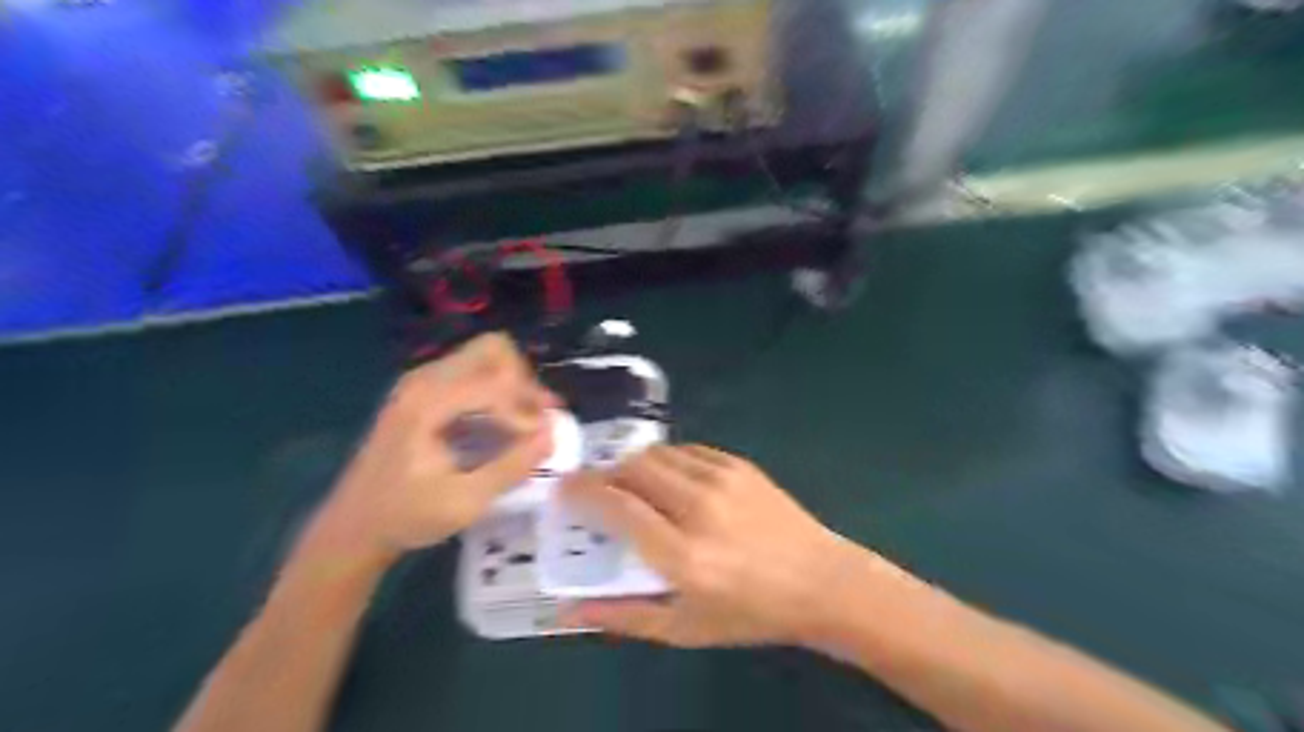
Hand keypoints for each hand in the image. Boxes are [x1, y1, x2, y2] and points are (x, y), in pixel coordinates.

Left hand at [320, 335, 561, 568]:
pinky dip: (496, 390)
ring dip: (513, 384)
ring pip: (484, 357)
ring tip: (528, 421)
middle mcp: (424, 379)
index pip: (496, 381)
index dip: (526, 409)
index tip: (539, 440)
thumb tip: (551, 436)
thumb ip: (511, 467)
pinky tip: (504, 424)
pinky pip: (471, 371)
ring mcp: (421, 381)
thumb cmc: (405, 516)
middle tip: (538, 417)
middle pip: (493, 350)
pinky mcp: (422, 391)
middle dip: (524, 381)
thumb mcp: (463, 502)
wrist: (353, 526)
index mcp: (428, 402)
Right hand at [556, 446, 869, 644]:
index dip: (582, 494)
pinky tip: (671, 480)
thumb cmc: (750, 613)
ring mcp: (722, 480)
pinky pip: (687, 450)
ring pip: (657, 454)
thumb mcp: (683, 628)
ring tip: (632, 486)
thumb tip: (567, 609)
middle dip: (604, 475)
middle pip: (632, 469)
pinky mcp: (739, 465)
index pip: (617, 507)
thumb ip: (622, 615)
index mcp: (682, 555)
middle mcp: (698, 508)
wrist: (820, 582)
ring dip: (634, 466)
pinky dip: (667, 461)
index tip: (563, 492)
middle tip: (597, 491)